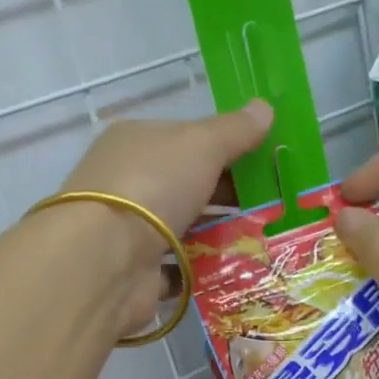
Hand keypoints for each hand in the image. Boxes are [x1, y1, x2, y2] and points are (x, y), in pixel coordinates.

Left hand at [55, 100, 272, 333]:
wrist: (106, 259)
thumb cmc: (153, 185)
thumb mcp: (202, 145)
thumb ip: (235, 130)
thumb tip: (265, 107)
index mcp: (136, 141)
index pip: (186, 140)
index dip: (226, 149)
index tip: (263, 165)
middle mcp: (127, 181)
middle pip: (187, 184)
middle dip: (228, 195)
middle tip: (272, 206)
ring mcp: (129, 229)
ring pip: (184, 226)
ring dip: (218, 233)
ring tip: (262, 240)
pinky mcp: (135, 271)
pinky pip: (177, 267)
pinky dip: (202, 269)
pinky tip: (234, 270)